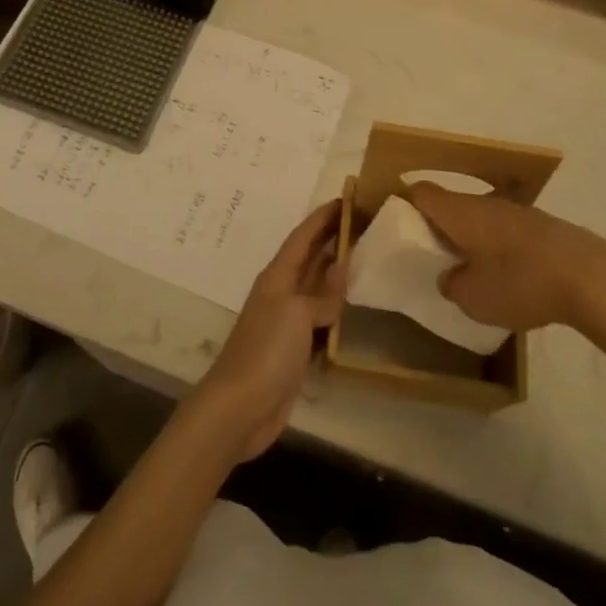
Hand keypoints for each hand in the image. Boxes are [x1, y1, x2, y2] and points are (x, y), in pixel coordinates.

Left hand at [193, 201, 343, 460]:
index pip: (302, 237)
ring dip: (336, 273)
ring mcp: (287, 322)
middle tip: (362, 223)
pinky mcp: (295, 350)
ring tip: (364, 258)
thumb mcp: (297, 313)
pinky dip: (335, 310)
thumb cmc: (267, 350)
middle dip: (332, 239)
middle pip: (310, 258)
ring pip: (317, 288)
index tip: (345, 199)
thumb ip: (322, 294)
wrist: (241, 406)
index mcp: (277, 276)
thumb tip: (340, 271)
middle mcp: (282, 293)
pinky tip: (352, 308)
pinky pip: (320, 320)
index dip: (322, 218)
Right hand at [408, 182, 605, 355]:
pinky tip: (512, 276)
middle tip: (435, 256)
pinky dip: (501, 247)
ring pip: (481, 217)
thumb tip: (451, 276)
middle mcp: (484, 202)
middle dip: (440, 226)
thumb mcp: (472, 297)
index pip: (420, 192)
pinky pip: (508, 230)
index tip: (401, 228)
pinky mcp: (544, 226)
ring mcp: (517, 211)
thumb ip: (452, 284)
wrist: (591, 278)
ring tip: (474, 270)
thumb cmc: (520, 282)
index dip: (405, 204)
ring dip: (472, 237)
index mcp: (458, 211)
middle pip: (451, 203)